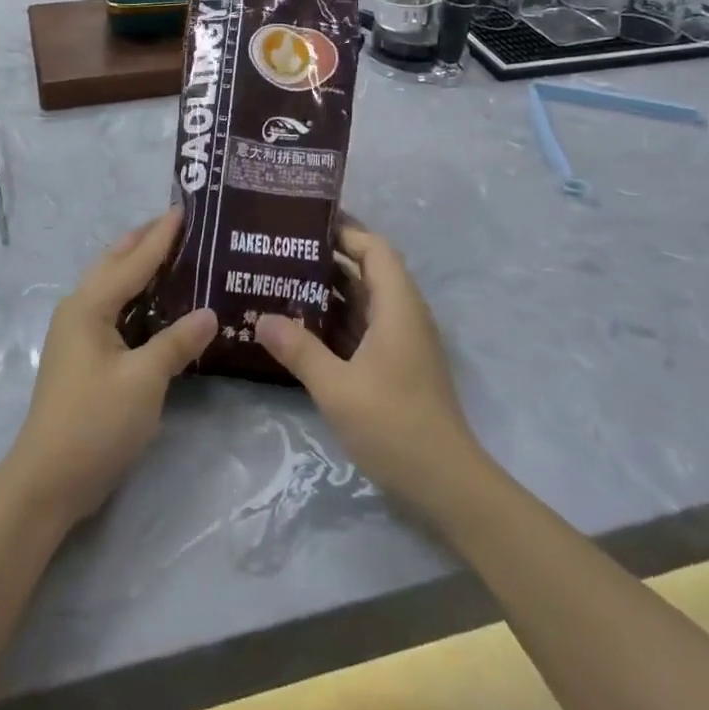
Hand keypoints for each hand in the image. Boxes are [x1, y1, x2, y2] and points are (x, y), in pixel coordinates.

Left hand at [3, 210, 217, 527]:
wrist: (47, 482)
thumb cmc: (95, 423)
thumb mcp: (144, 380)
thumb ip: (177, 342)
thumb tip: (211, 313)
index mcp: (90, 306)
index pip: (134, 260)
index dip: (161, 235)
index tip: (185, 209)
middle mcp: (79, 310)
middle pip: (116, 264)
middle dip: (145, 241)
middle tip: (180, 225)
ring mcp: (77, 334)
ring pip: (113, 287)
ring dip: (139, 267)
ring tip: (173, 254)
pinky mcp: (82, 357)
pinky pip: (113, 311)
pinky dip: (136, 298)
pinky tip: (159, 306)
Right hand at [254, 226, 483, 501]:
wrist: (447, 485)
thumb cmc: (394, 425)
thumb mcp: (337, 387)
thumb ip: (299, 350)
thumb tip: (261, 318)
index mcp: (397, 306)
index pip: (374, 249)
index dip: (344, 232)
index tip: (303, 225)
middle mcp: (403, 314)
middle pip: (368, 270)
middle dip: (328, 259)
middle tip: (281, 252)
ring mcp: (402, 341)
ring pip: (364, 300)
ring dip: (329, 291)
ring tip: (282, 282)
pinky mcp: (397, 364)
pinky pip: (364, 327)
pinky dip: (337, 320)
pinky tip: (302, 327)